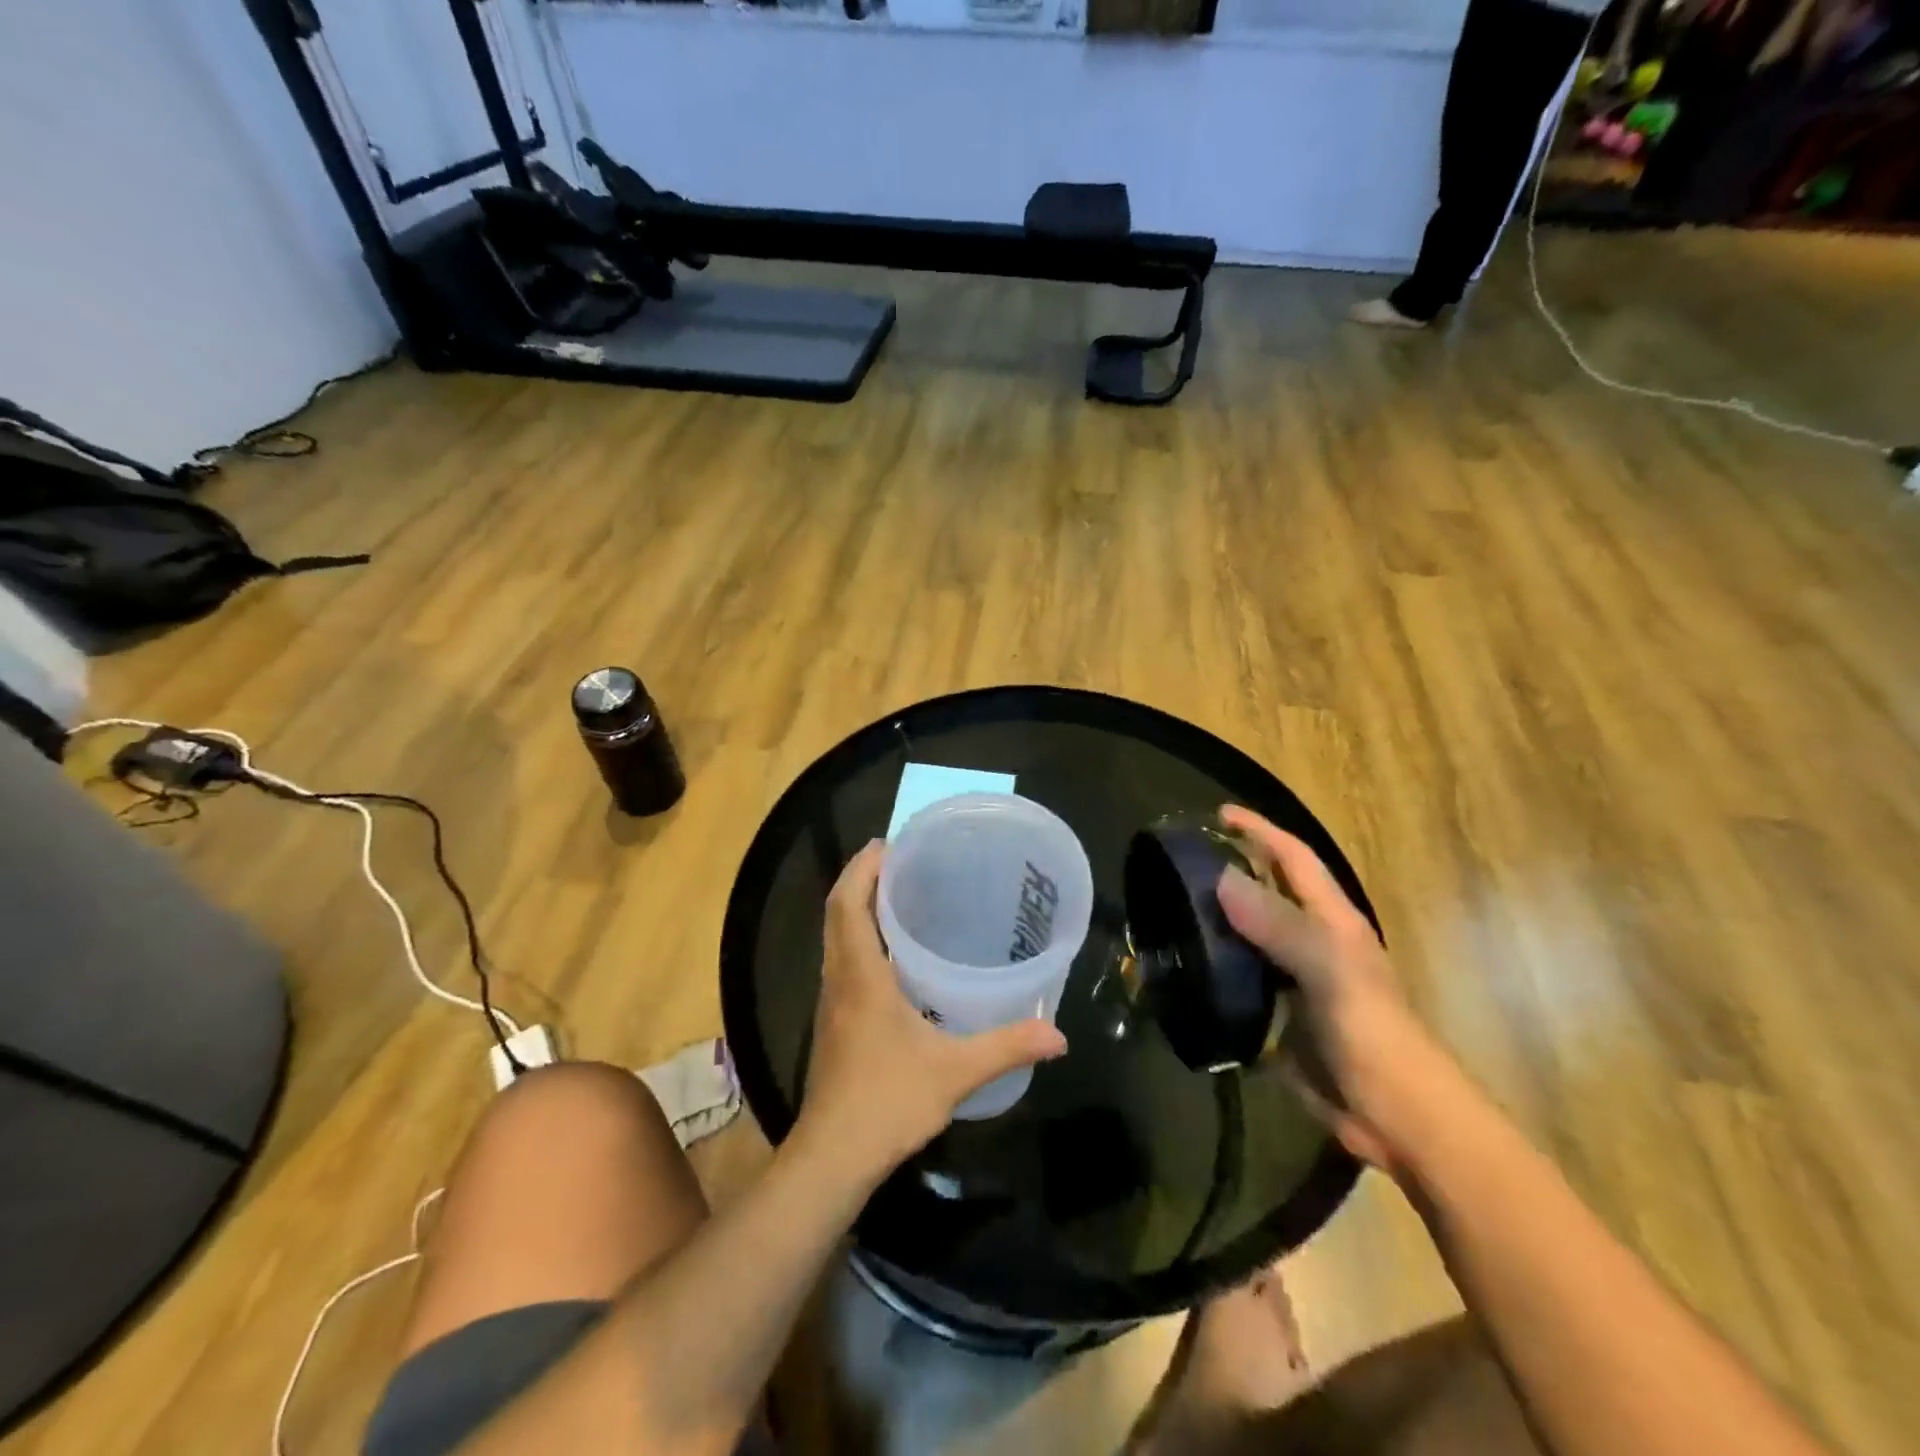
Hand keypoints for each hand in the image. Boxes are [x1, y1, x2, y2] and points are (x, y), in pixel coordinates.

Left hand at [796, 842, 1067, 1179]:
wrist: (832, 1157)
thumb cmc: (887, 1101)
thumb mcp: (954, 1072)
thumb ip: (1006, 1047)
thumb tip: (1057, 1035)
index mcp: (861, 976)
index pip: (848, 905)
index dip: (861, 869)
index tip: (886, 844)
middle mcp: (838, 980)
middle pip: (837, 914)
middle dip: (860, 879)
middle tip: (898, 861)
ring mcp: (830, 1002)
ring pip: (836, 938)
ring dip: (856, 908)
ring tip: (897, 896)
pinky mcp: (832, 1023)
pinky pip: (840, 962)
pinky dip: (858, 939)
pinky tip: (891, 956)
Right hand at [1214, 806, 1451, 1171]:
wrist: (1394, 1116)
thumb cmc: (1370, 1032)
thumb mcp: (1328, 970)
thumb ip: (1278, 924)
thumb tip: (1222, 878)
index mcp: (1331, 921)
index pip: (1293, 859)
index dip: (1260, 831)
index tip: (1218, 814)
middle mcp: (1310, 942)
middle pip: (1266, 892)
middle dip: (1229, 870)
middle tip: (1178, 862)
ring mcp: (1292, 980)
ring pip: (1246, 936)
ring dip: (1213, 920)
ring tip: (1166, 908)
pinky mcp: (1277, 1015)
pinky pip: (1237, 979)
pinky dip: (1211, 967)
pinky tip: (1179, 965)